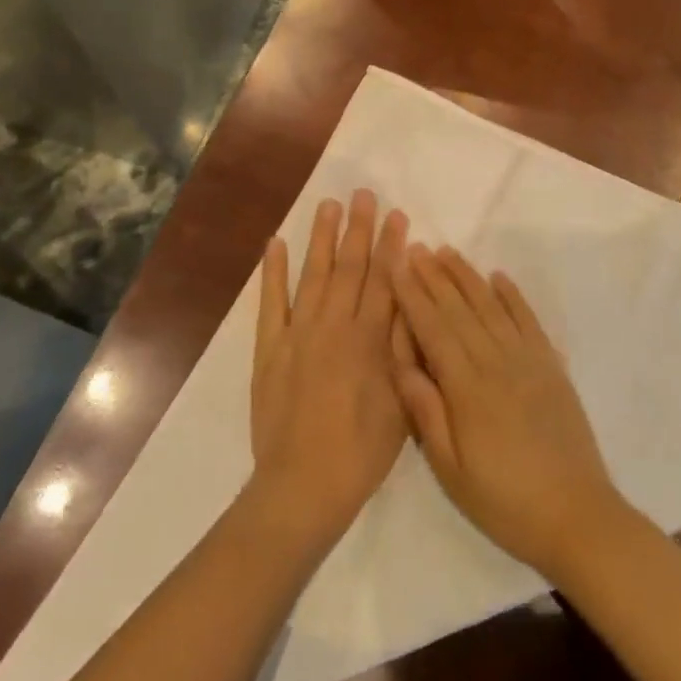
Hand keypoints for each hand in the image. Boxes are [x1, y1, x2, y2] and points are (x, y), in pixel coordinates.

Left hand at [250, 190, 408, 552]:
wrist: (303, 486)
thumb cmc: (363, 451)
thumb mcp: (402, 403)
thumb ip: (405, 351)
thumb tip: (411, 304)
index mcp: (369, 339)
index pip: (385, 280)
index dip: (392, 246)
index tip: (397, 215)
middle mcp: (334, 326)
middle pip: (350, 267)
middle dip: (359, 229)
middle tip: (363, 194)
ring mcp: (298, 334)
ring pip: (314, 275)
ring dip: (322, 238)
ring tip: (328, 205)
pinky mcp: (270, 349)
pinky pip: (271, 303)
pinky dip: (272, 272)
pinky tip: (274, 244)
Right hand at [390, 244, 629, 581]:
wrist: (575, 515)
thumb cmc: (503, 500)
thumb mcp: (451, 470)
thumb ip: (426, 413)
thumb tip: (402, 365)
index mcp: (466, 387)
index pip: (433, 329)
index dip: (413, 296)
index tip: (398, 267)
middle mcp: (496, 361)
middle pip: (460, 309)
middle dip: (435, 276)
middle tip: (416, 248)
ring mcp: (527, 360)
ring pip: (491, 306)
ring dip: (468, 277)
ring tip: (448, 253)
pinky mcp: (551, 366)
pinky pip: (528, 320)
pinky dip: (513, 295)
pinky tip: (499, 278)